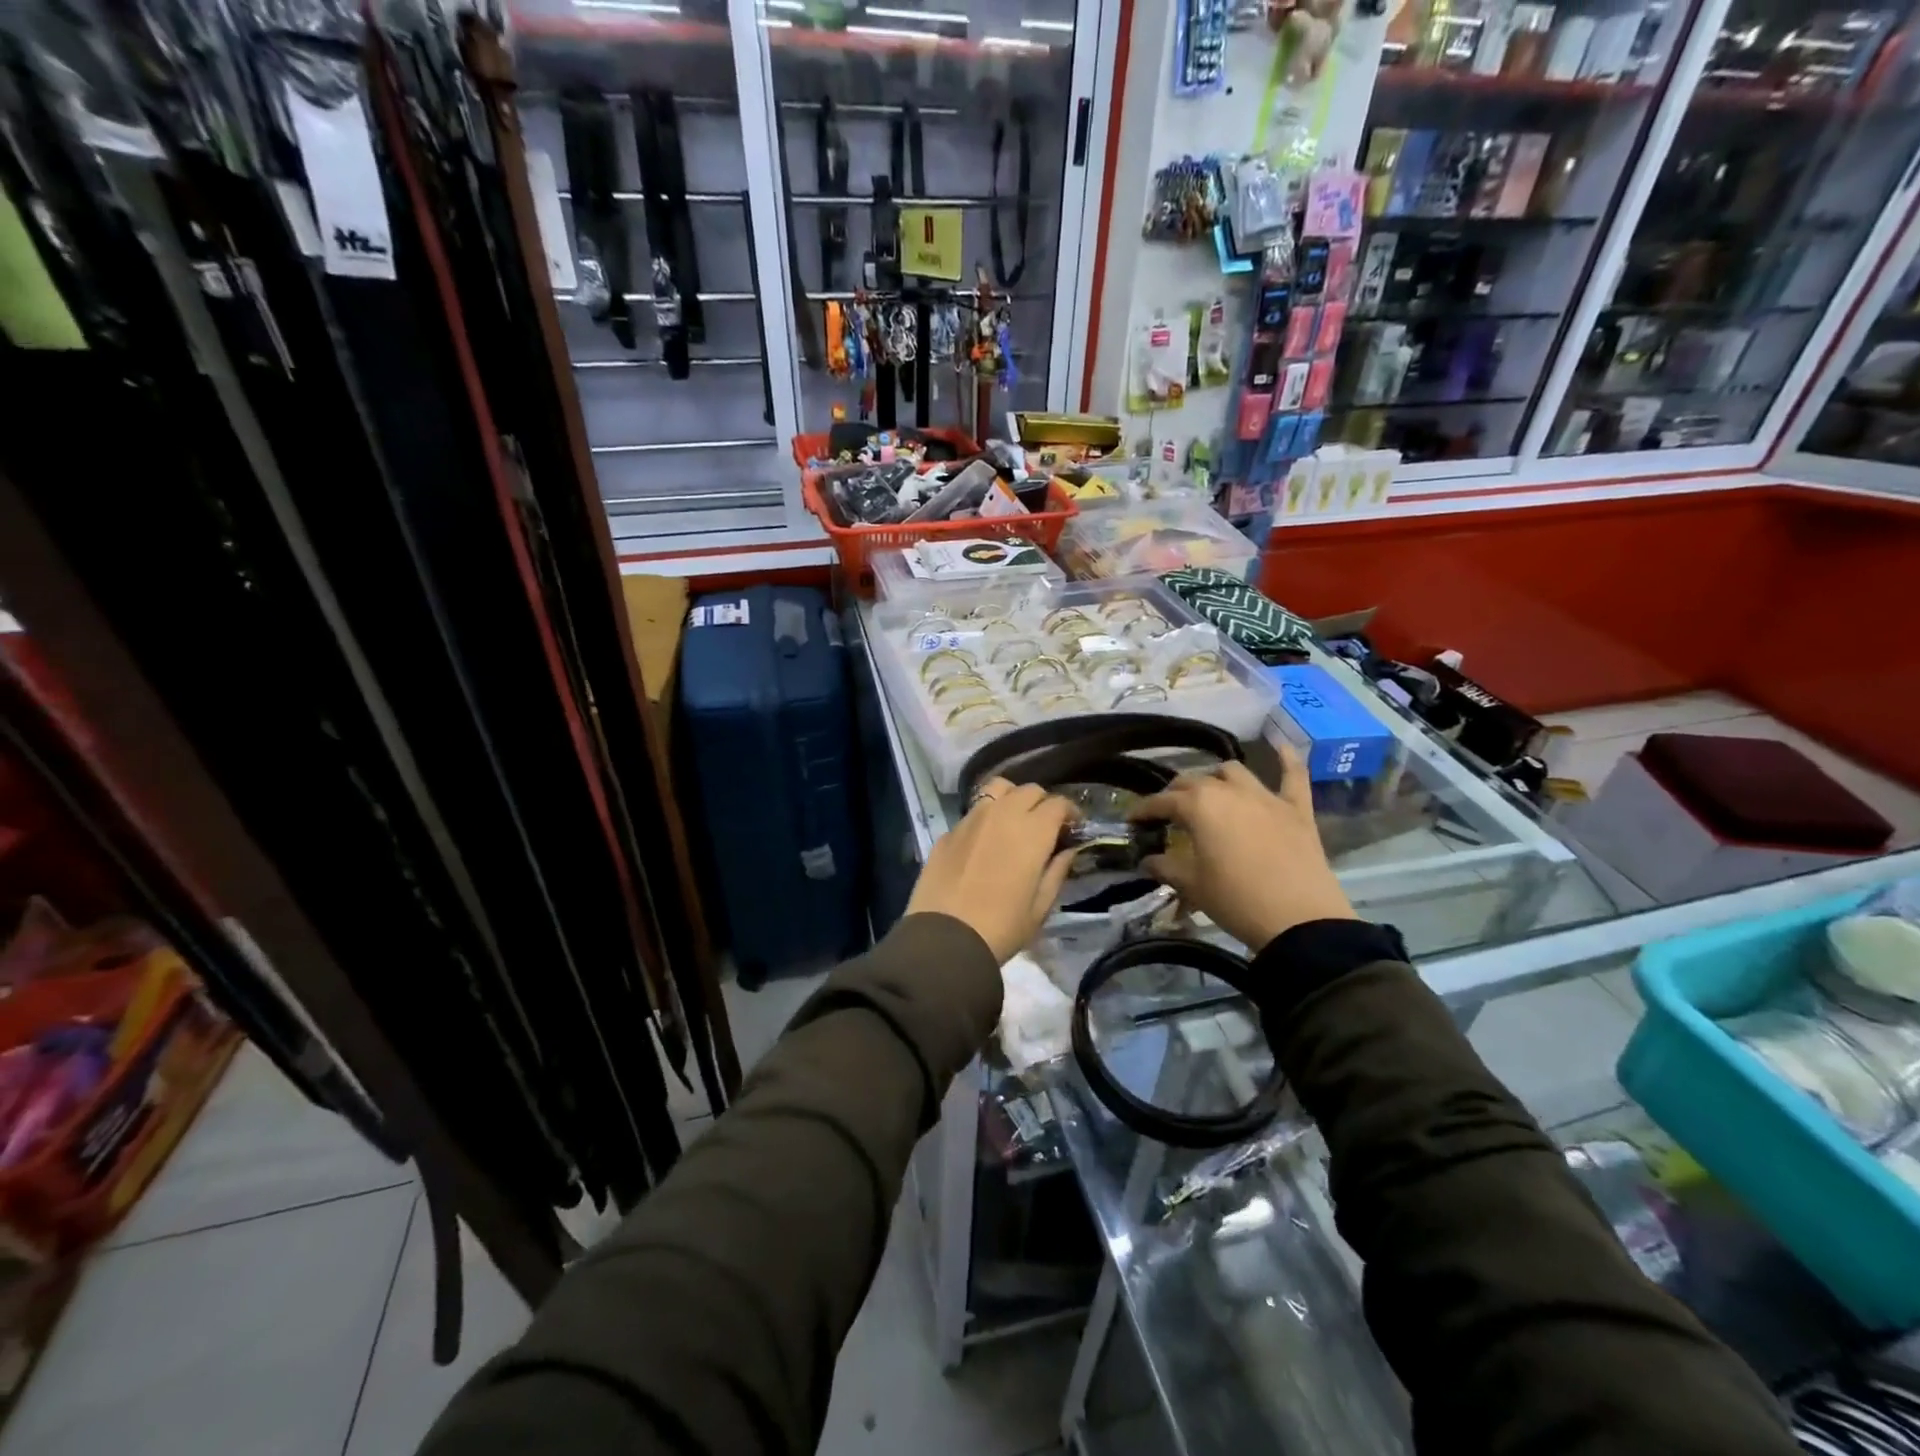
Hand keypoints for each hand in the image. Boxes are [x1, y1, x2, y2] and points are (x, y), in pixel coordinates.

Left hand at [907, 779, 1077, 962]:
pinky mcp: (948, 831)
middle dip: (1042, 803)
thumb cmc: (1002, 927)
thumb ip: (1057, 871)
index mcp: (1032, 831)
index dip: (1069, 812)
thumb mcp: (1040, 907)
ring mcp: (971, 819)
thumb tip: (1067, 850)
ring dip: (1012, 799)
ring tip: (1014, 822)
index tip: (1072, 828)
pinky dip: (986, 817)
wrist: (945, 939)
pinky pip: (973, 811)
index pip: (1058, 803)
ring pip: (997, 789)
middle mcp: (1002, 814)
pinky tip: (984, 842)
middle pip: (1029, 790)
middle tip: (1045, 827)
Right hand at [1127, 745, 1353, 951]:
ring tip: (1210, 790)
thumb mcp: (1192, 885)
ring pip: (1234, 772)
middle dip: (1176, 792)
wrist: (1300, 921)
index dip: (1143, 809)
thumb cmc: (1236, 900)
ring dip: (1217, 777)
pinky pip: (1294, 775)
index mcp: (1199, 806)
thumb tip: (1147, 860)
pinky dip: (1288, 759)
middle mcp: (1229, 791)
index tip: (1132, 820)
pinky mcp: (1297, 809)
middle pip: (1194, 781)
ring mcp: (1266, 797)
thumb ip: (1165, 867)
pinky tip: (1281, 746)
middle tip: (1167, 811)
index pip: (1162, 801)